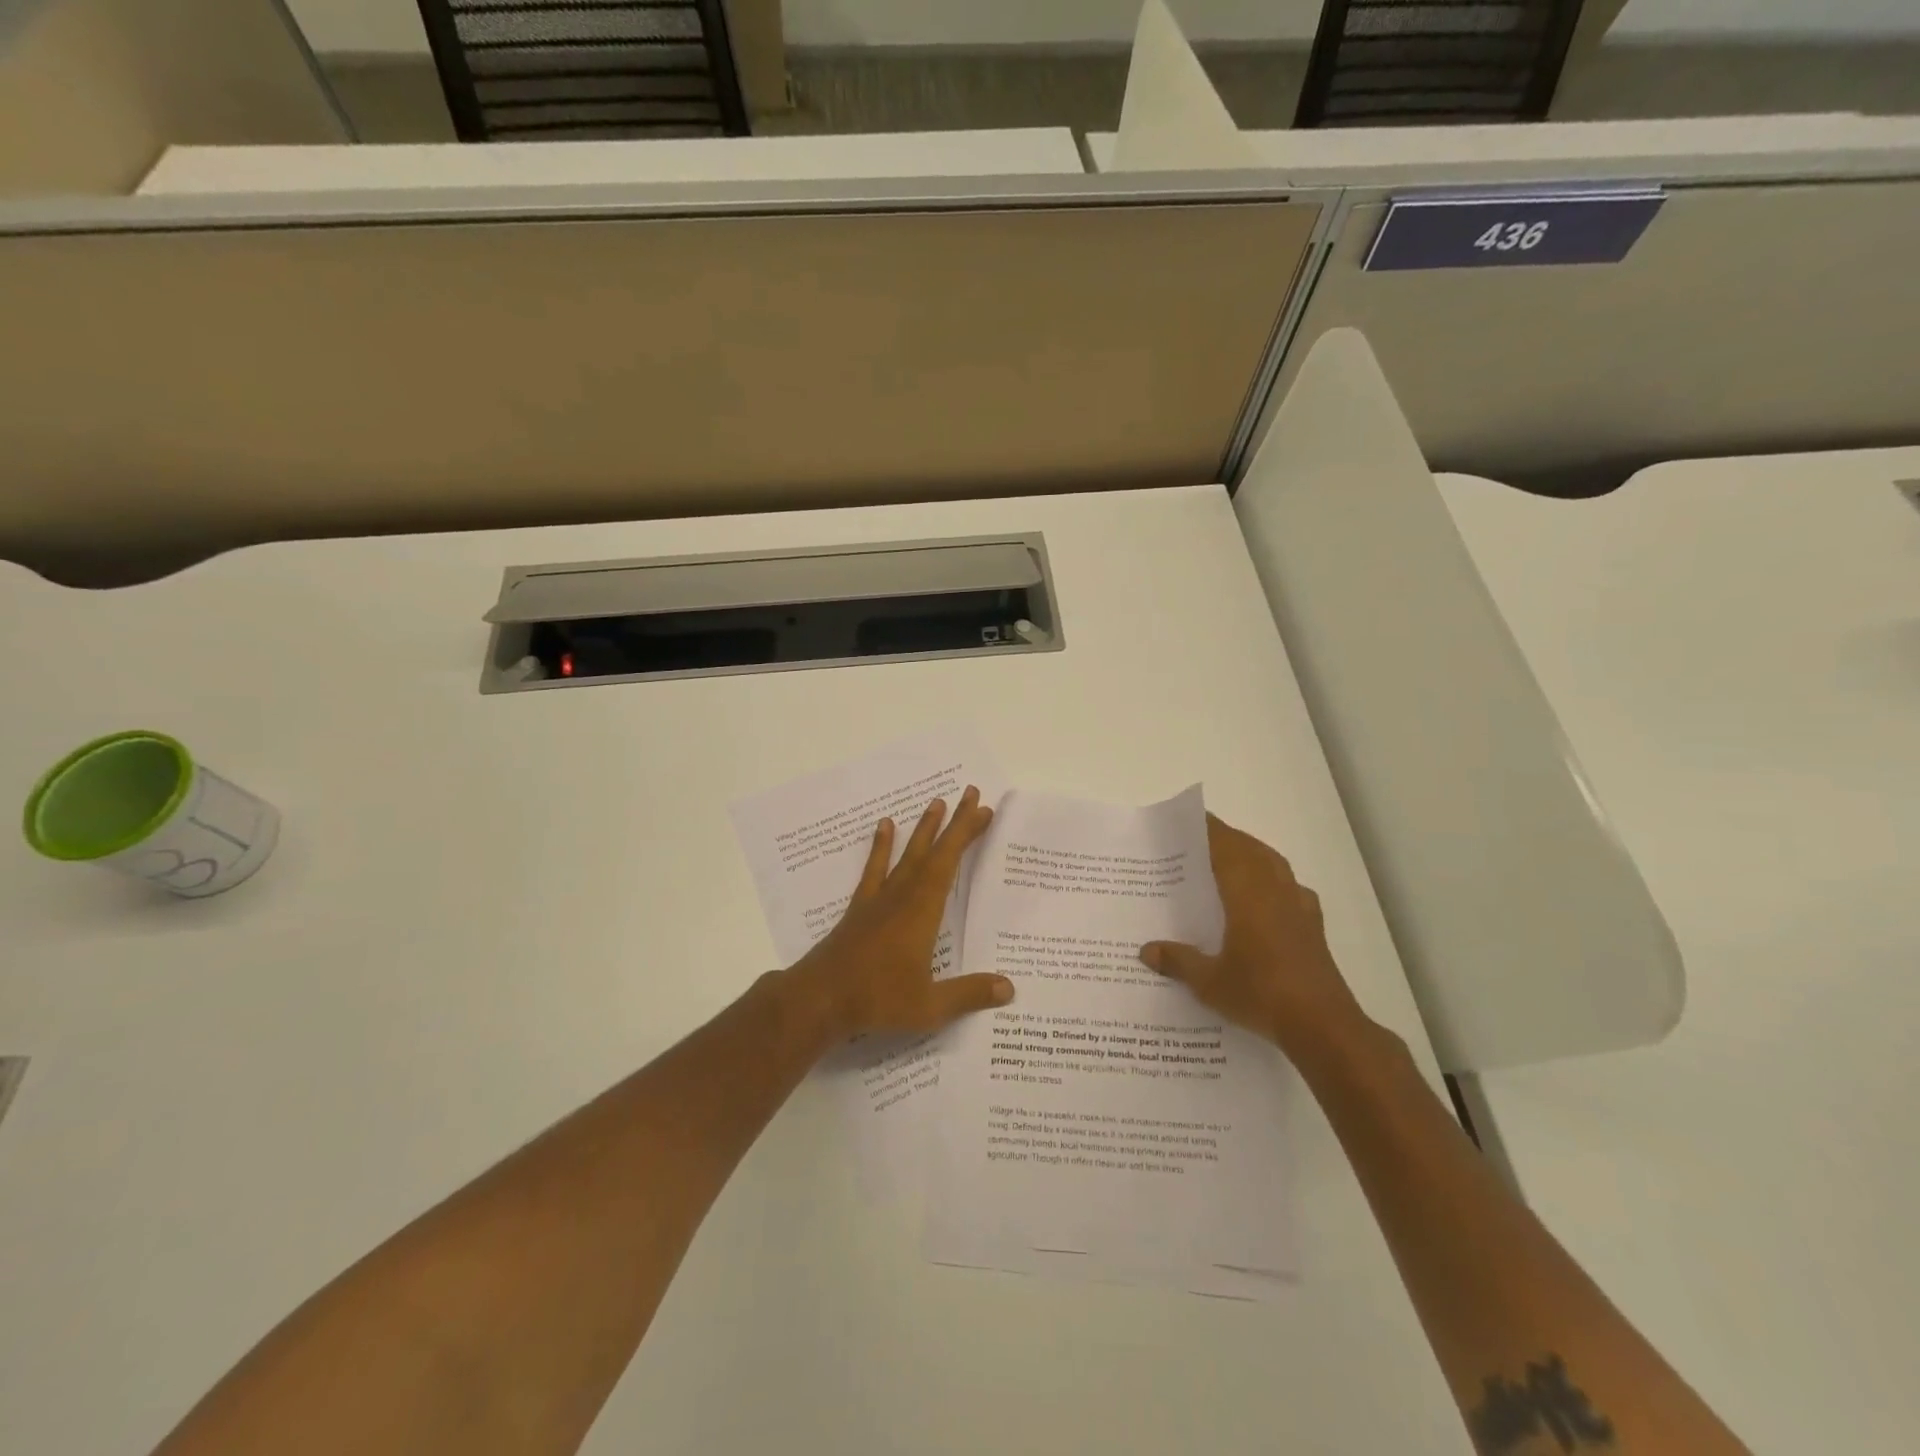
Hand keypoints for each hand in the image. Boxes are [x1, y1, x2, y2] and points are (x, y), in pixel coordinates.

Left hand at [786, 786, 1013, 1043]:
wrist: (819, 999)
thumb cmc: (877, 999)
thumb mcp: (929, 1006)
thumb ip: (968, 994)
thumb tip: (1009, 988)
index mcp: (922, 911)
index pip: (949, 863)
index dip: (966, 835)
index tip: (983, 810)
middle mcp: (902, 895)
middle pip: (932, 851)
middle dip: (953, 822)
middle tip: (970, 793)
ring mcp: (878, 899)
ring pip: (906, 855)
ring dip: (923, 828)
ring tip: (935, 802)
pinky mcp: (860, 907)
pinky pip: (874, 869)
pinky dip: (880, 847)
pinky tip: (884, 826)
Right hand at [1140, 814, 1372, 1060]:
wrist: (1322, 1025)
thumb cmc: (1261, 994)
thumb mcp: (1209, 982)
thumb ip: (1178, 961)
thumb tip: (1146, 950)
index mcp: (1248, 894)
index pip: (1226, 848)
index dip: (1210, 831)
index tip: (1192, 820)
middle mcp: (1275, 891)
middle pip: (1251, 850)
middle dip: (1228, 839)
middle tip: (1202, 840)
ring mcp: (1299, 907)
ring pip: (1274, 865)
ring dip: (1253, 854)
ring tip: (1231, 859)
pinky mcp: (1313, 926)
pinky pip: (1291, 888)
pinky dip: (1276, 880)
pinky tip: (1269, 897)